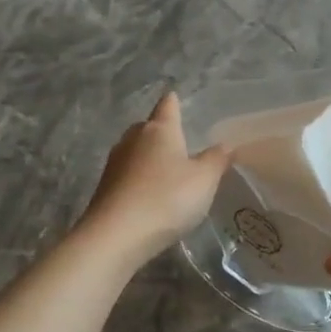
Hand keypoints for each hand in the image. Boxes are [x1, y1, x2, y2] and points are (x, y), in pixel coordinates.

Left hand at [82, 91, 233, 262]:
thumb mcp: (204, 180)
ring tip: (167, 169)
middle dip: (161, 131)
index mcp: (159, 130)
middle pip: (148, 127)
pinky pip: (128, 174)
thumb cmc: (167, 198)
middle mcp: (133, 139)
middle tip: (179, 140)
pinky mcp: (105, 188)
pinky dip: (140, 178)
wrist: (116, 235)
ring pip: (136, 151)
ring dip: (150, 156)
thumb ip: (217, 160)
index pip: (167, 105)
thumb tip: (225, 145)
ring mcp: (115, 164)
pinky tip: (151, 193)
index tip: (176, 96)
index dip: (174, 101)